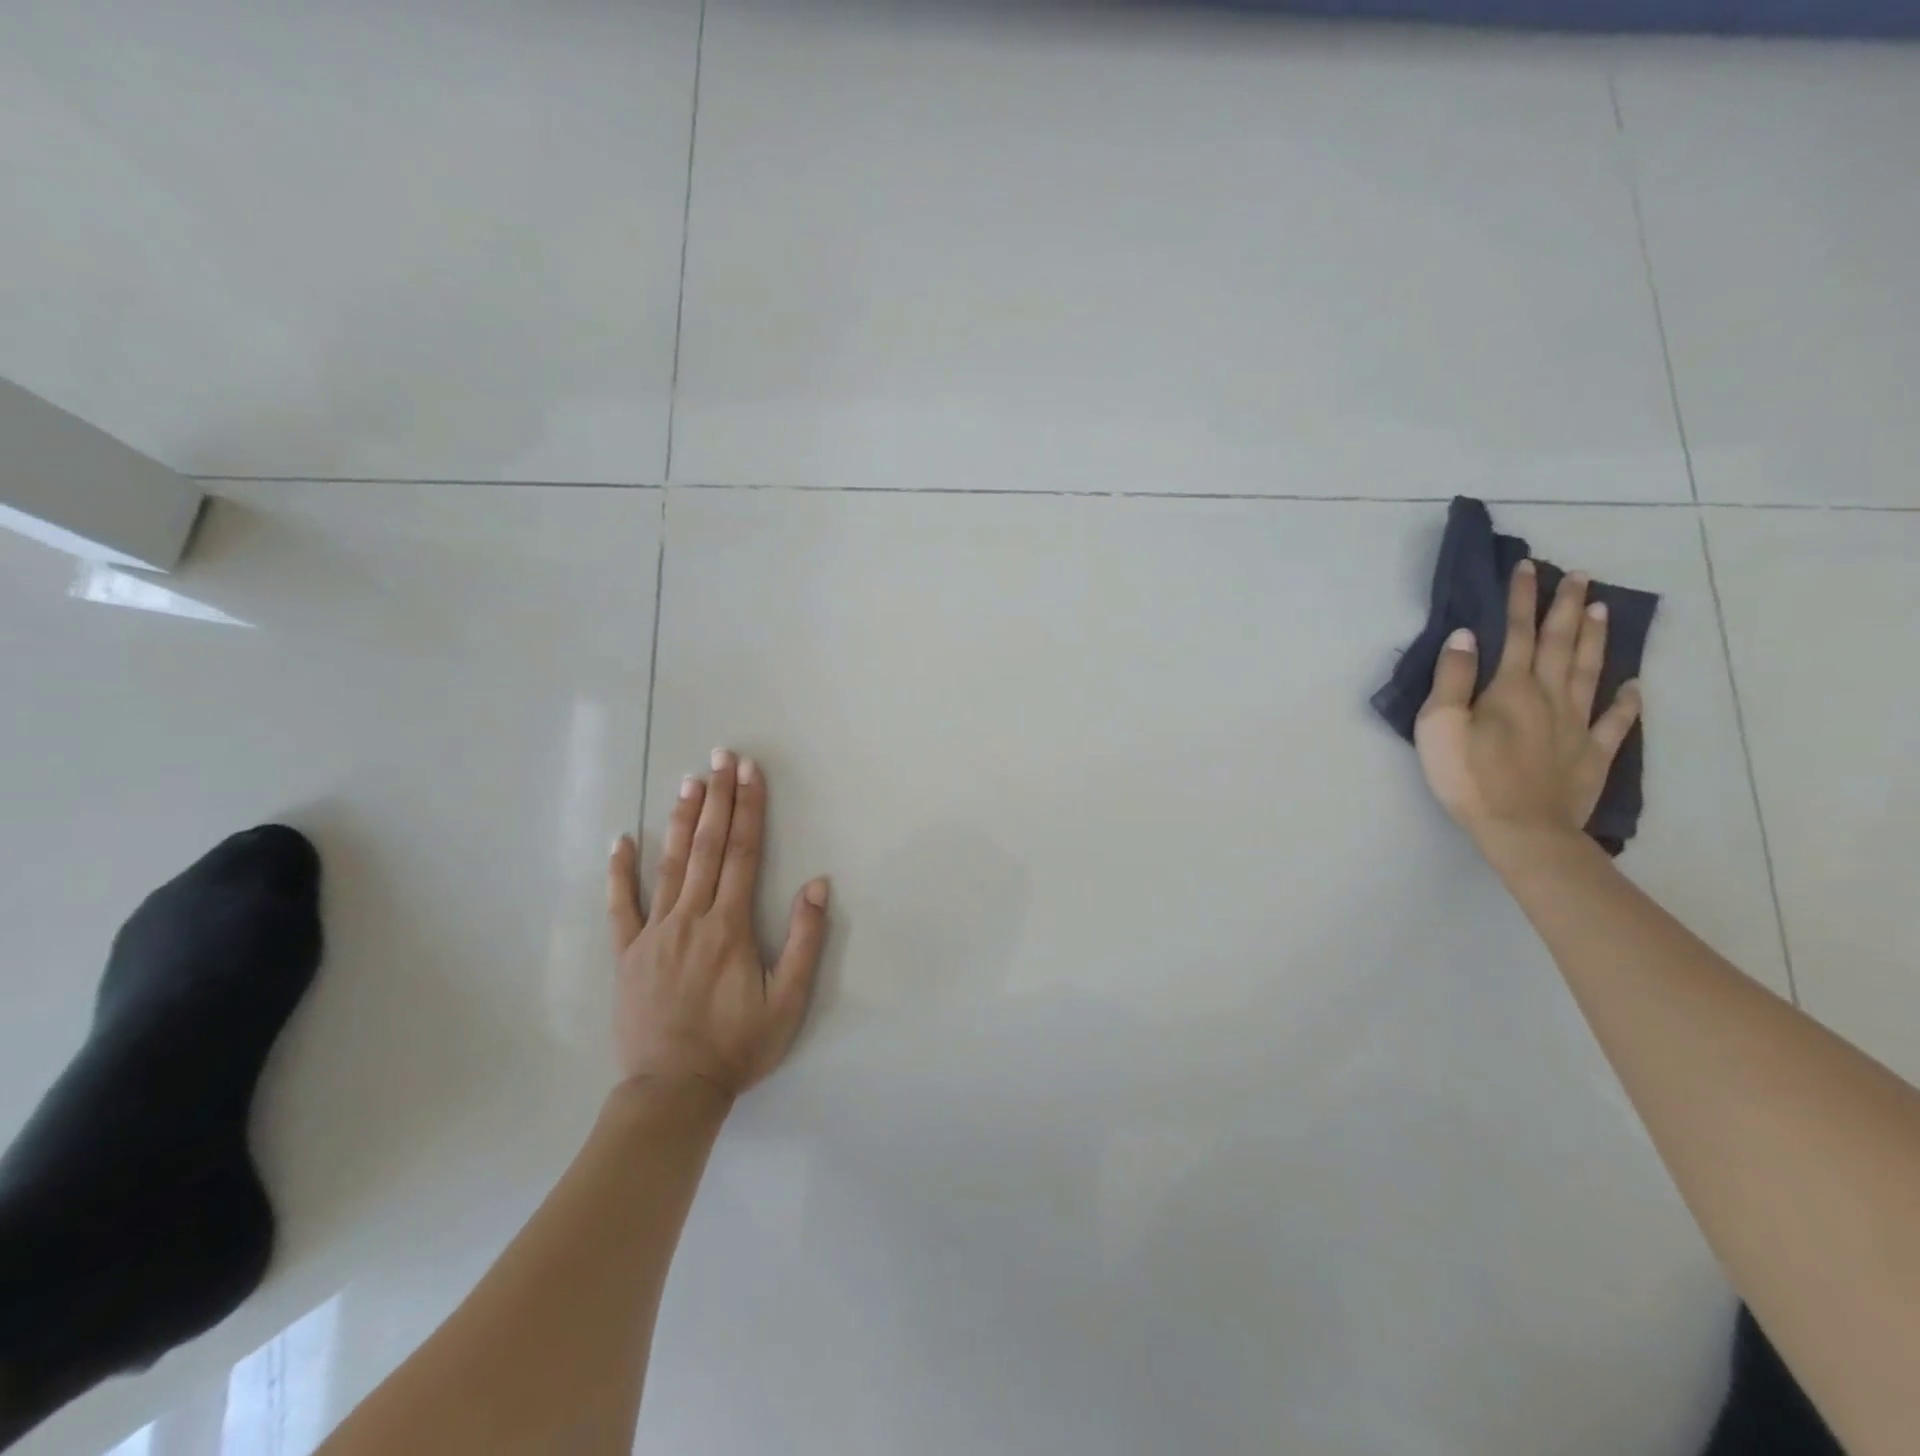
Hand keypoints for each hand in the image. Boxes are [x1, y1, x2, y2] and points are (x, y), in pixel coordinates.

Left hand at [607, 749, 829, 1101]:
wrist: (674, 1091)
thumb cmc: (738, 1046)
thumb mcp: (788, 1000)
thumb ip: (804, 940)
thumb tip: (817, 884)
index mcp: (729, 925)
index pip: (742, 852)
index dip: (748, 808)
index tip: (749, 771)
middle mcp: (690, 917)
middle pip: (706, 846)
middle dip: (717, 797)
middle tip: (720, 756)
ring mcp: (653, 933)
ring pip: (668, 864)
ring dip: (680, 819)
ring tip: (687, 780)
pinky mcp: (627, 954)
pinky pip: (621, 905)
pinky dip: (620, 871)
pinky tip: (622, 839)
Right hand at [1414, 560, 1641, 846]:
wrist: (1522, 829)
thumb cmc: (1469, 777)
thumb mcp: (1440, 726)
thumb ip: (1452, 679)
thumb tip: (1465, 636)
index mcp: (1510, 688)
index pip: (1517, 633)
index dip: (1522, 600)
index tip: (1529, 568)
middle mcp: (1550, 697)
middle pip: (1560, 644)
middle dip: (1566, 607)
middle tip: (1579, 575)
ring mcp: (1577, 725)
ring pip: (1590, 672)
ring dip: (1595, 639)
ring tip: (1601, 610)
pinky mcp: (1592, 754)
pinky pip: (1615, 721)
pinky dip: (1625, 701)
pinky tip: (1632, 685)